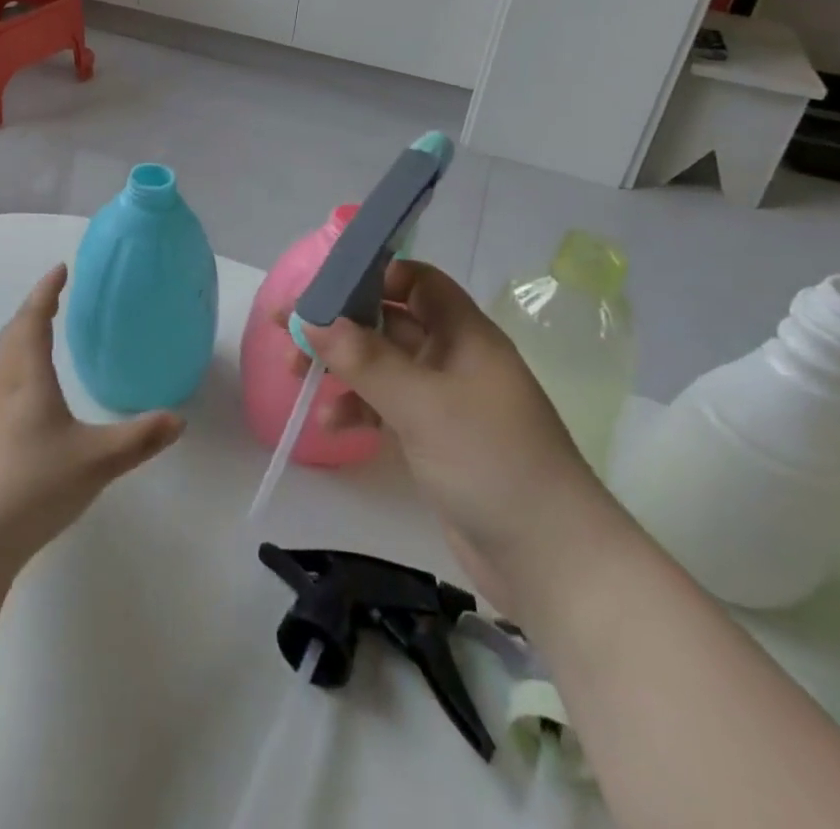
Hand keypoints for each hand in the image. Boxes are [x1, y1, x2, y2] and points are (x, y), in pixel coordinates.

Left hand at [0, 265, 183, 564]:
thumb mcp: (97, 460)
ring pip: (6, 354)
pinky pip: (4, 376)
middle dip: (35, 306)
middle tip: (57, 295)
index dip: (47, 291)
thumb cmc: (36, 483)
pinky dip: (20, 358)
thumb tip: (178, 419)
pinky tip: (35, 384)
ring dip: (24, 331)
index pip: (35, 318)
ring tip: (46, 329)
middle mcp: (6, 383)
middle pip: (14, 330)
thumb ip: (140, 438)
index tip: (61, 269)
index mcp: (28, 376)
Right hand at [295, 261, 625, 610]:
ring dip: (340, 367)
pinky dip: (356, 408)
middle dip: (339, 324)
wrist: (552, 562)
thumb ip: (364, 359)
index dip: (373, 276)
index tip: (324, 289)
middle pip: (387, 322)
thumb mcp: (423, 404)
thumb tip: (310, 320)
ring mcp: (443, 401)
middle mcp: (452, 358)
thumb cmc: (492, 462)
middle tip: (287, 331)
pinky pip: (384, 406)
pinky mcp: (433, 439)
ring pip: (380, 365)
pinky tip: (332, 425)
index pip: (416, 281)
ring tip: (296, 377)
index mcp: (463, 334)